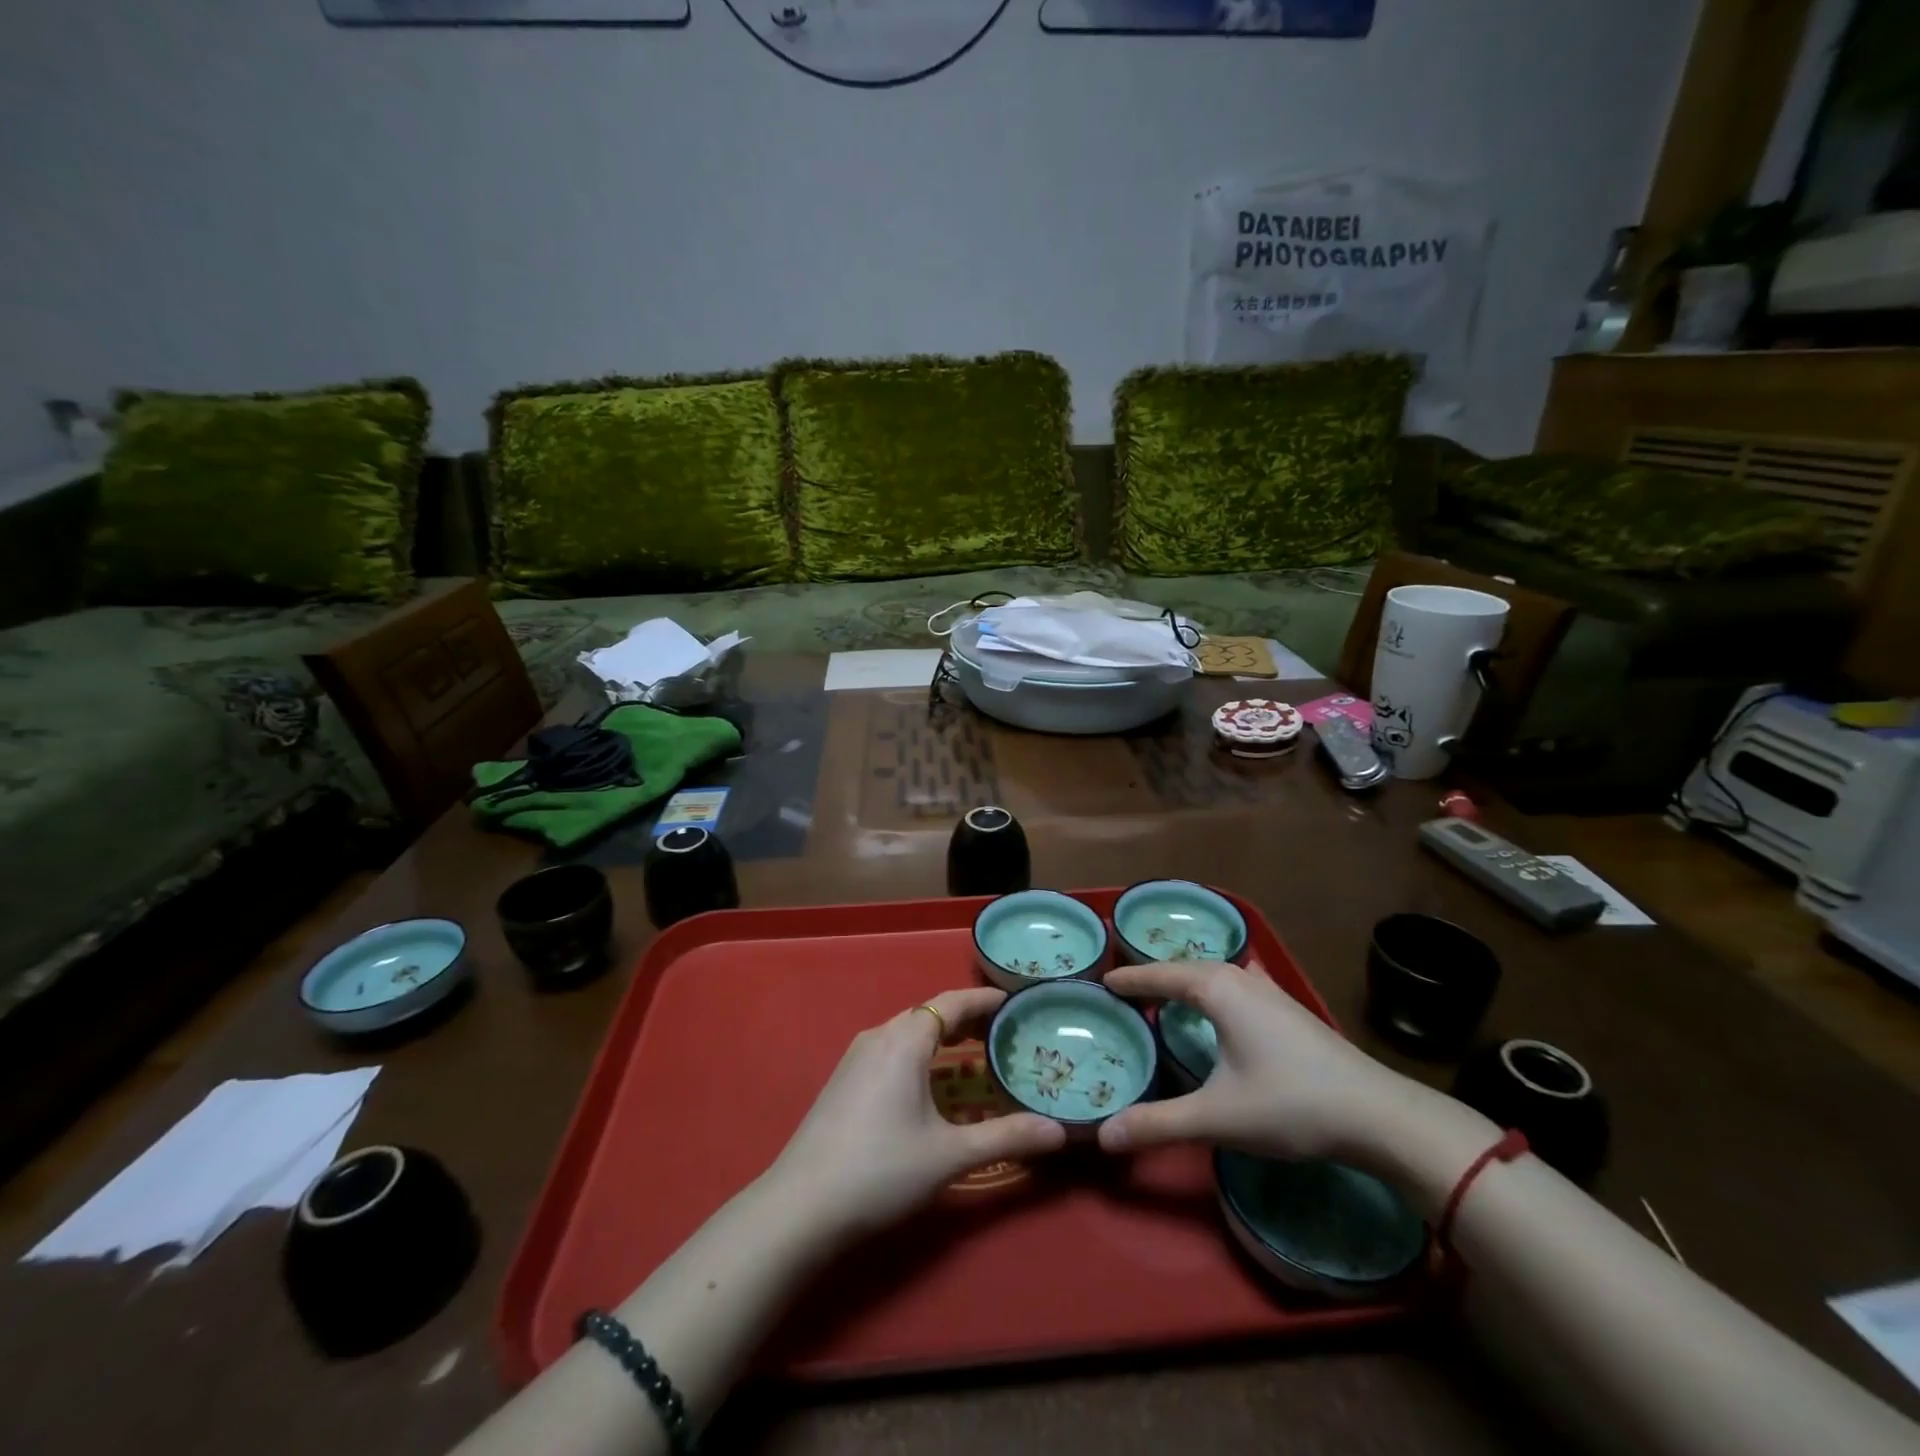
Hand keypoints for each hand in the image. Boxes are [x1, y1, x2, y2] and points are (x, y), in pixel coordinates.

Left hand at [766, 988, 1066, 1244]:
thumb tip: (1059, 1132)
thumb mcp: (949, 1155)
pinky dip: (920, 1054)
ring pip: (908, 1033)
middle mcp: (878, 1036)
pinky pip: (891, 1050)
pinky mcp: (843, 1080)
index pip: (951, 1002)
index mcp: (904, 1040)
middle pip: (930, 1014)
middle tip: (1004, 1034)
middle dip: (967, 1020)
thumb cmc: (880, 1170)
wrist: (800, 1207)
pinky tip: (931, 1085)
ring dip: (942, 1039)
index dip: (983, 999)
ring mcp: (855, 1057)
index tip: (1014, 1001)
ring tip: (975, 1056)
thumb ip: (1006, 1137)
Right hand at [1098, 960, 1414, 1163]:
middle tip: (1125, 989)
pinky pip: (1236, 984)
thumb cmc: (1290, 1105)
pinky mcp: (1289, 1009)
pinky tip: (1222, 1003)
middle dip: (1155, 976)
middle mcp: (1241, 978)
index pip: (1161, 975)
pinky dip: (1214, 988)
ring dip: (1187, 979)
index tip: (1102, 981)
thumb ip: (1158, 1124)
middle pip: (1187, 968)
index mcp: (1218, 989)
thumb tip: (1102, 1136)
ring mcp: (1270, 992)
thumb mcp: (1217, 1117)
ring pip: (1216, 973)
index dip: (1131, 979)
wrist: (1379, 1115)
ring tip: (1165, 992)